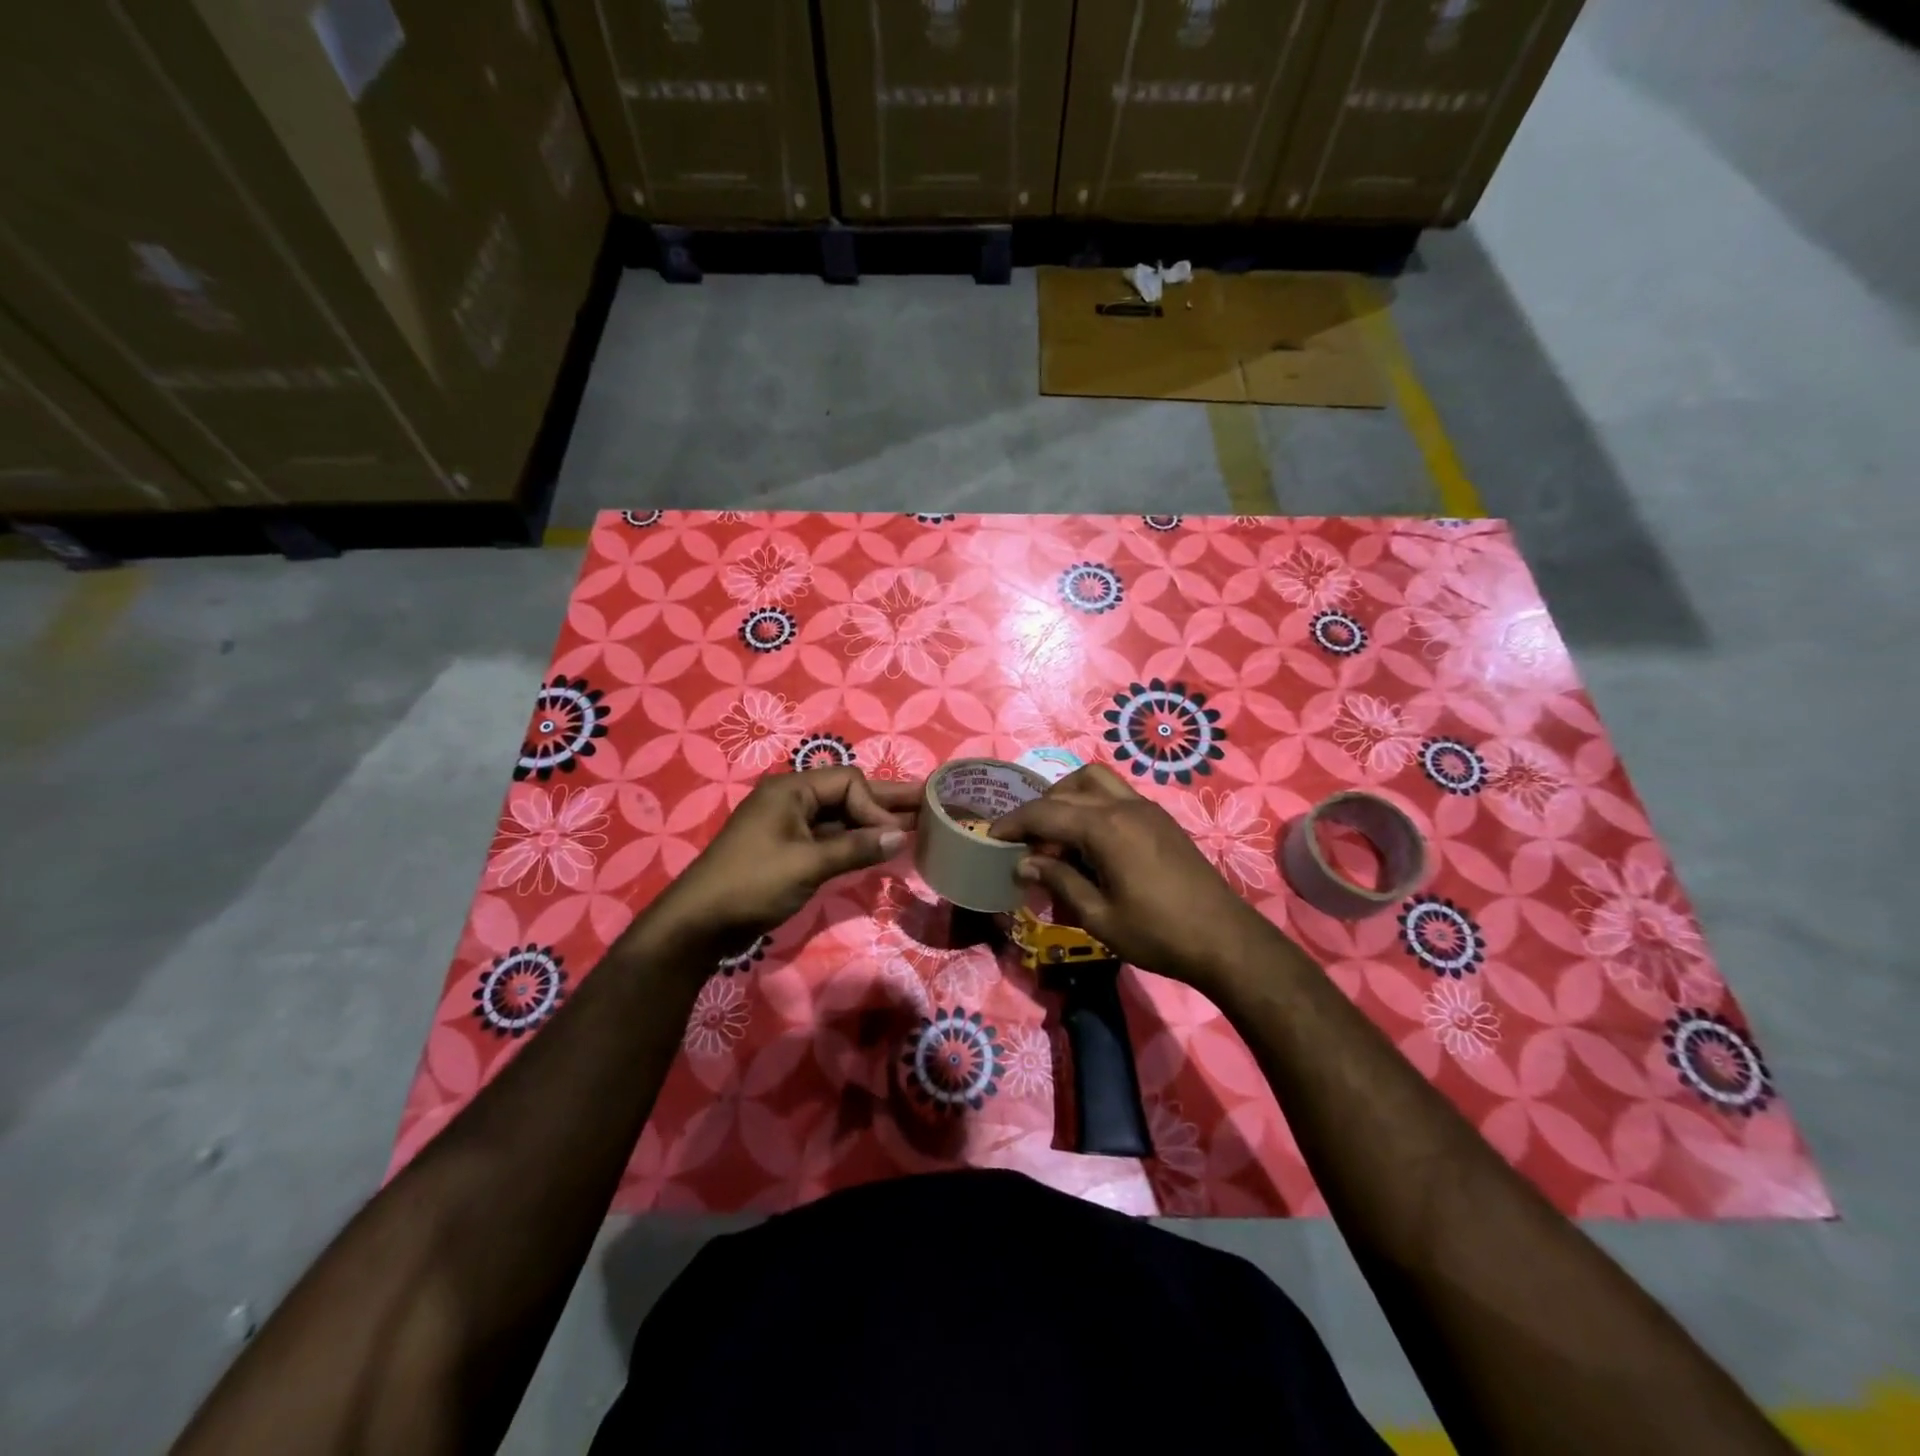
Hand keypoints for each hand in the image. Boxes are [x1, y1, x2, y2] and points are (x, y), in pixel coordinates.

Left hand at [653, 768, 918, 949]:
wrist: (699, 924)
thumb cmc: (752, 885)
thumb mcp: (807, 865)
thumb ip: (856, 848)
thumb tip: (900, 834)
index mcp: (791, 790)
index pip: (849, 782)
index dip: (875, 806)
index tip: (892, 836)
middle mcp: (792, 800)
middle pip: (848, 794)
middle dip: (885, 802)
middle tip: (929, 801)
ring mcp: (789, 826)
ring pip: (841, 818)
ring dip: (871, 824)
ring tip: (914, 825)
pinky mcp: (789, 850)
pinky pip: (830, 837)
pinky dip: (854, 842)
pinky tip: (879, 848)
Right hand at [990, 765, 1277, 989]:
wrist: (1224, 939)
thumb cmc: (1157, 934)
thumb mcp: (1099, 916)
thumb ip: (1059, 881)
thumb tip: (1025, 861)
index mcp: (1106, 828)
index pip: (1046, 813)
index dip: (1014, 823)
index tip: (991, 834)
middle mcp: (1124, 806)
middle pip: (1068, 790)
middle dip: (1039, 811)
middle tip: (1024, 843)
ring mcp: (1146, 808)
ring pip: (1095, 780)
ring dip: (1067, 797)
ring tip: (1055, 833)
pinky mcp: (1160, 819)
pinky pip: (1116, 794)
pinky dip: (1092, 803)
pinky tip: (1089, 839)